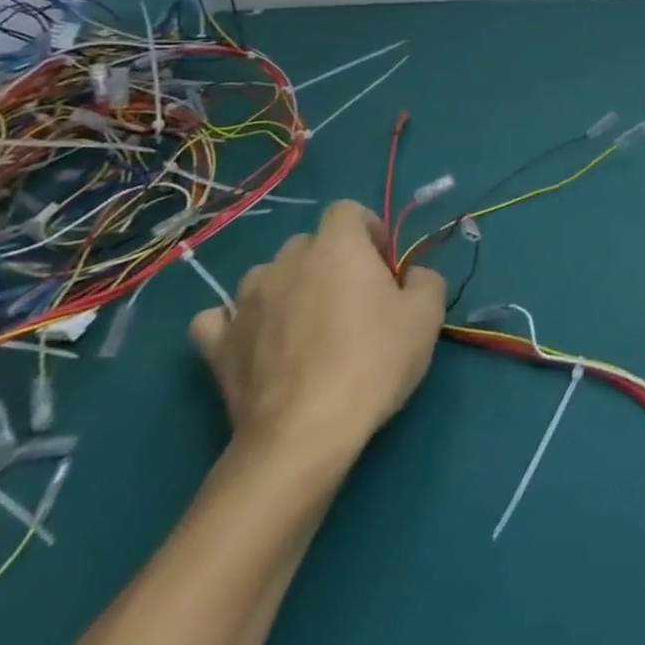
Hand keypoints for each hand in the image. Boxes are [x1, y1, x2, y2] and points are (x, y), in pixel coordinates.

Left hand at [189, 201, 444, 466]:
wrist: (305, 433)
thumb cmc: (373, 361)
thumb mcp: (427, 315)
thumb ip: (425, 279)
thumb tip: (410, 277)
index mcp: (337, 245)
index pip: (348, 210)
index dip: (368, 231)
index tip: (384, 266)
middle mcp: (287, 261)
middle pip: (309, 243)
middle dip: (331, 262)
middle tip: (353, 301)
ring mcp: (244, 302)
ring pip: (267, 276)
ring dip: (287, 289)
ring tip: (305, 327)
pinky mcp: (217, 346)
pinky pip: (219, 320)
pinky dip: (235, 324)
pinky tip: (254, 342)